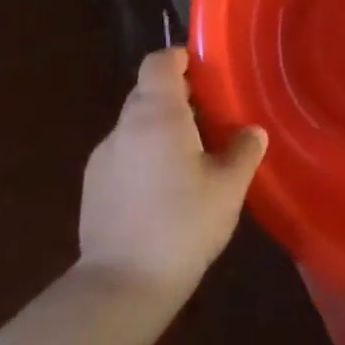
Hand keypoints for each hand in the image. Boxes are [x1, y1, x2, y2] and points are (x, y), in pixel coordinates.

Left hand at [77, 48, 267, 307]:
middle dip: (179, 97)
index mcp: (156, 115)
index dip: (181, 58)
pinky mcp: (93, 188)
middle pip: (147, 93)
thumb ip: (244, 150)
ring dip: (162, 129)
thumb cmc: (183, 224)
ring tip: (194, 156)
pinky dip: (146, 157)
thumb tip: (251, 132)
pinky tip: (167, 190)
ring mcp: (103, 159)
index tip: (206, 70)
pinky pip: (125, 155)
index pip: (159, 63)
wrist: (122, 286)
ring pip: (136, 126)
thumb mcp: (229, 186)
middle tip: (213, 116)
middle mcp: (124, 128)